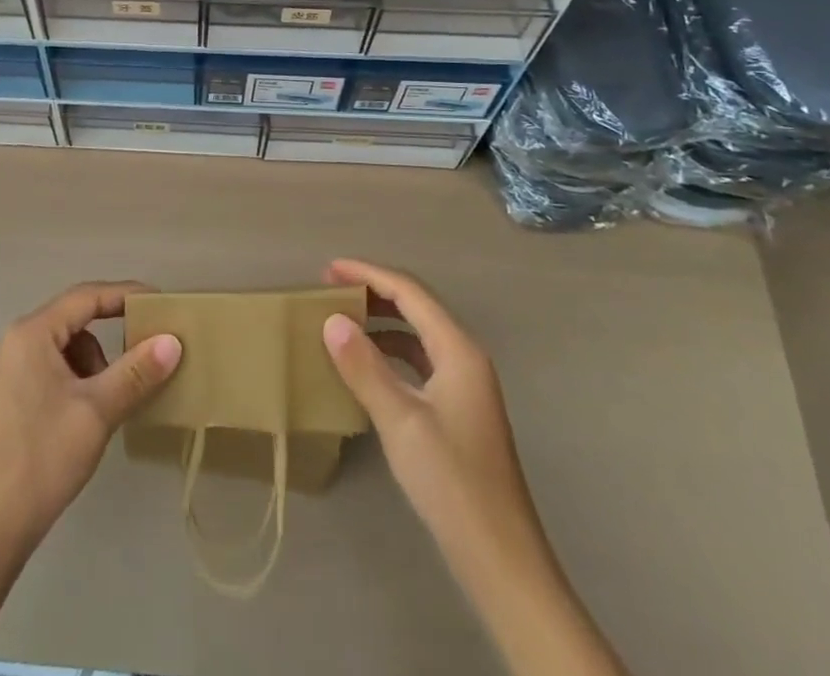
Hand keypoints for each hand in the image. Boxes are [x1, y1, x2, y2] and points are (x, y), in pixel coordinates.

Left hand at [0, 281, 182, 560]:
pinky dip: (83, 382)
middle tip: (152, 348)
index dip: (126, 294)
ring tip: (117, 398)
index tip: (162, 303)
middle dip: (115, 333)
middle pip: (77, 320)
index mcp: (33, 333)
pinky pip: (59, 370)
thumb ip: (136, 372)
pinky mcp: (16, 397)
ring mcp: (15, 370)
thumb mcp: (96, 412)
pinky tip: (96, 414)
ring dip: (99, 364)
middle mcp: (20, 341)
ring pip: (70, 348)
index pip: (87, 296)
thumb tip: (173, 341)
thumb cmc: (41, 458)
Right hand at [320, 258, 529, 537]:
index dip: (367, 274)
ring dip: (381, 321)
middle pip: (416, 307)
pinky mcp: (458, 410)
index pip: (409, 292)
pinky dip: (390, 351)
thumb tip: (332, 320)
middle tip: (330, 290)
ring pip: (418, 333)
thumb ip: (364, 367)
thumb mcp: (400, 421)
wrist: (502, 560)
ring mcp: (464, 385)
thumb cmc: (452, 482)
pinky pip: (419, 360)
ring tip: (342, 321)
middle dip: (374, 292)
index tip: (327, 269)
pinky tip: (366, 366)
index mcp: (458, 350)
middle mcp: (465, 358)